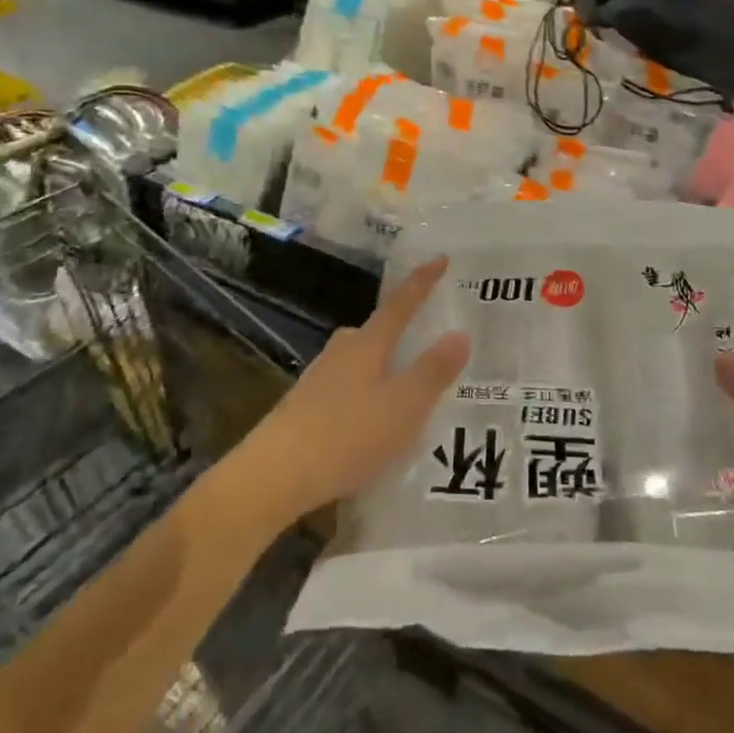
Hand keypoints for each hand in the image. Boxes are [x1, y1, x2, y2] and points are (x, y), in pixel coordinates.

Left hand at [234, 257, 469, 524]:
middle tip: (428, 343)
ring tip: (406, 391)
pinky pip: (347, 388)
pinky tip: (372, 422)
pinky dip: (366, 395)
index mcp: (368, 343)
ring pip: (360, 362)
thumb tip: (459, 334)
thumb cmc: (347, 434)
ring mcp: (319, 378)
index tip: (440, 257)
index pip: (401, 303)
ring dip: (383, 369)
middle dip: (401, 333)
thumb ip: (433, 371)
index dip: (422, 281)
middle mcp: (341, 351)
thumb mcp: (404, 406)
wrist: (274, 475)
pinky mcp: (304, 407)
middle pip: (376, 331)